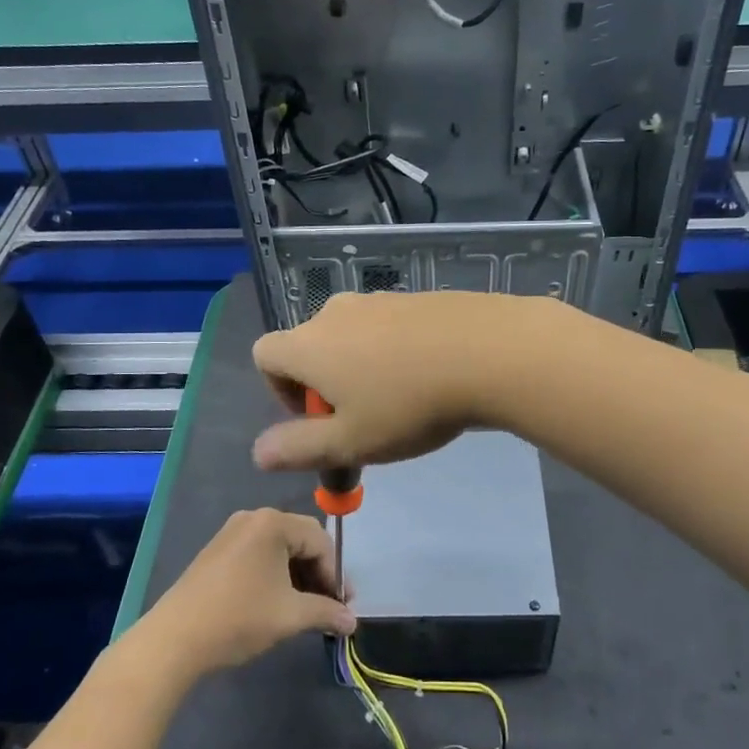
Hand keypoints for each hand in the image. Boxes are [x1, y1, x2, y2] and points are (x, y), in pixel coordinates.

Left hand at [140, 509, 355, 677]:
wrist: (174, 639)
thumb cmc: (239, 618)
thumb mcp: (290, 616)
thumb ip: (327, 613)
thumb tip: (352, 622)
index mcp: (273, 523)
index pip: (320, 541)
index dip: (336, 574)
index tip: (343, 606)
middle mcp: (253, 518)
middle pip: (301, 539)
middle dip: (319, 573)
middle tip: (329, 606)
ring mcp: (232, 533)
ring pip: (280, 548)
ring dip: (298, 576)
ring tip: (305, 608)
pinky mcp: (217, 551)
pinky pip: (259, 554)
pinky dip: (275, 574)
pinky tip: (277, 602)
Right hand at [252, 291, 529, 473]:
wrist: (489, 352)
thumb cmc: (409, 404)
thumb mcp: (350, 442)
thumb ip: (298, 448)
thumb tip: (259, 451)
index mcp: (309, 343)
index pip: (265, 355)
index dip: (279, 391)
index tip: (316, 420)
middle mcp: (336, 312)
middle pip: (310, 347)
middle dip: (324, 386)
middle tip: (362, 420)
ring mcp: (379, 299)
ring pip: (352, 337)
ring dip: (361, 369)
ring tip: (401, 402)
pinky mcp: (416, 297)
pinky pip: (388, 327)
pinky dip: (394, 352)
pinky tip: (430, 377)